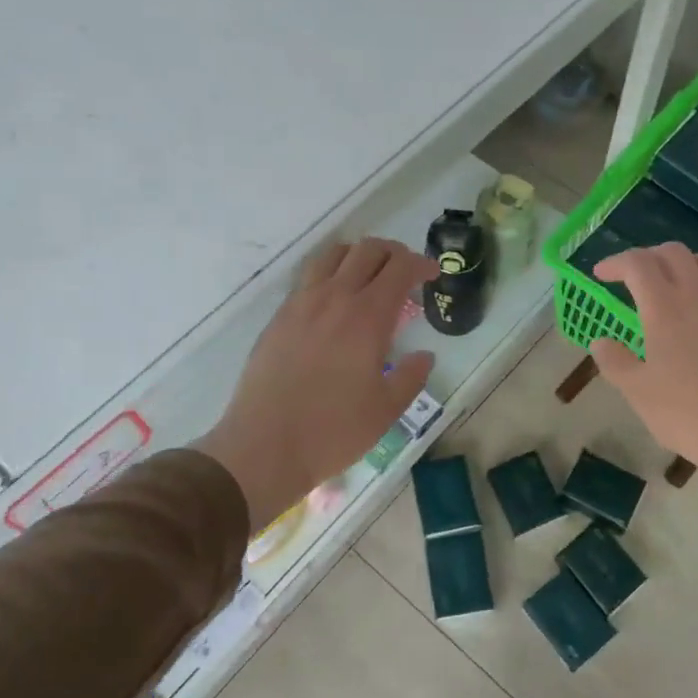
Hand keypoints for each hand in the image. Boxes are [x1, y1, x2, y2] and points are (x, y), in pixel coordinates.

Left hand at [198, 238, 438, 531]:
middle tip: (406, 274)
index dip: (421, 264)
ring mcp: (301, 304)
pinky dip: (330, 273)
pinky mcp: (279, 317)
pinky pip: (309, 277)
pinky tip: (335, 303)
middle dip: (394, 253)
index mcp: (367, 317)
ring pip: (333, 254)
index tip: (433, 275)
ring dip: (358, 255)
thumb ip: (411, 376)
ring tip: (369, 277)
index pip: (399, 268)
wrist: (264, 447)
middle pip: (368, 250)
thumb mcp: (387, 410)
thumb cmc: (333, 431)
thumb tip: (424, 356)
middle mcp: (334, 298)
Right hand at [590, 244, 697, 509]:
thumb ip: (614, 361)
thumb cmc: (687, 413)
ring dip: (684, 263)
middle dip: (648, 257)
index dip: (616, 262)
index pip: (638, 263)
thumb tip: (601, 342)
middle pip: (673, 253)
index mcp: (664, 308)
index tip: (601, 275)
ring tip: (672, 285)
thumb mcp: (637, 392)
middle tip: (633, 279)